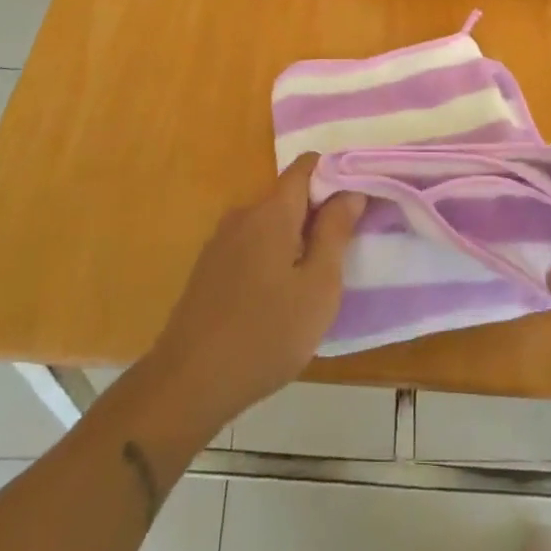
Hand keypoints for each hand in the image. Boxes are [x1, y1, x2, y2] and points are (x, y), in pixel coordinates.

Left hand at [146, 154, 364, 428]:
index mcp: (271, 212)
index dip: (337, 174)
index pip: (307, 166)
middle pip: (289, 194)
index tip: (361, 198)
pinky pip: (252, 244)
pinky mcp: (210, 267)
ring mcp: (221, 241)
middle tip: (348, 244)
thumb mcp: (318, 287)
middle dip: (320, 210)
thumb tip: (351, 191)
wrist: (189, 384)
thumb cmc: (266, 334)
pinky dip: (274, 254)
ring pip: (271, 222)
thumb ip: (336, 232)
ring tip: (319, 273)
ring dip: (297, 236)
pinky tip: (282, 292)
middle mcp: (243, 215)